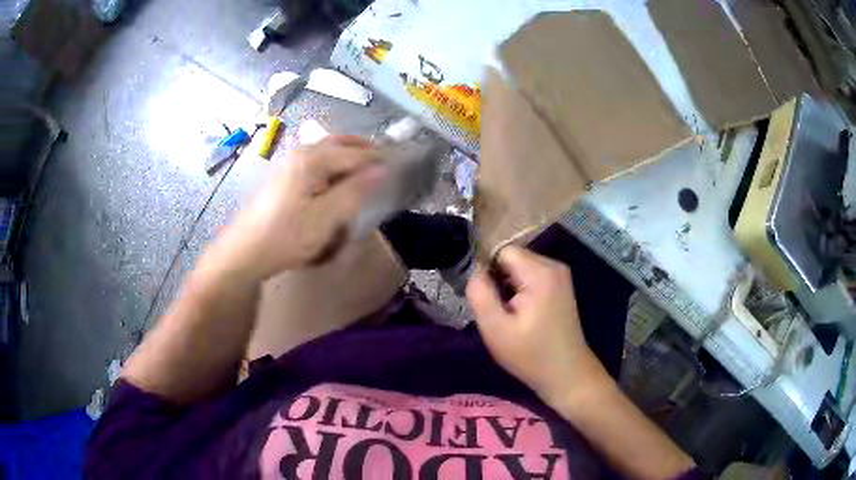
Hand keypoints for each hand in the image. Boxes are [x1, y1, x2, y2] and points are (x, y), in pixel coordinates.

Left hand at [214, 135, 386, 280]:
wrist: (245, 252)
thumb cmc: (286, 236)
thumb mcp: (326, 218)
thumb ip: (355, 191)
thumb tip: (382, 170)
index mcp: (313, 160)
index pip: (355, 153)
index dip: (378, 158)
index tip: (399, 164)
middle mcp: (300, 153)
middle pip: (339, 143)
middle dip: (363, 148)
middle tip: (385, 158)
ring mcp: (289, 163)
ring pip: (326, 149)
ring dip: (348, 152)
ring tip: (365, 165)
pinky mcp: (282, 177)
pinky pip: (315, 160)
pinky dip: (333, 162)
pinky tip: (335, 177)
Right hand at [467, 245, 608, 406]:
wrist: (566, 373)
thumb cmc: (530, 355)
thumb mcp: (495, 329)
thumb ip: (480, 294)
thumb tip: (476, 270)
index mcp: (540, 272)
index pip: (502, 251)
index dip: (488, 271)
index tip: (487, 299)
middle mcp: (554, 265)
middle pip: (513, 257)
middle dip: (500, 279)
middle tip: (499, 312)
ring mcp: (561, 275)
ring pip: (521, 267)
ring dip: (510, 286)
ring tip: (511, 315)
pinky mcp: (561, 286)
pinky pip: (533, 276)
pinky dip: (523, 290)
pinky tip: (524, 315)